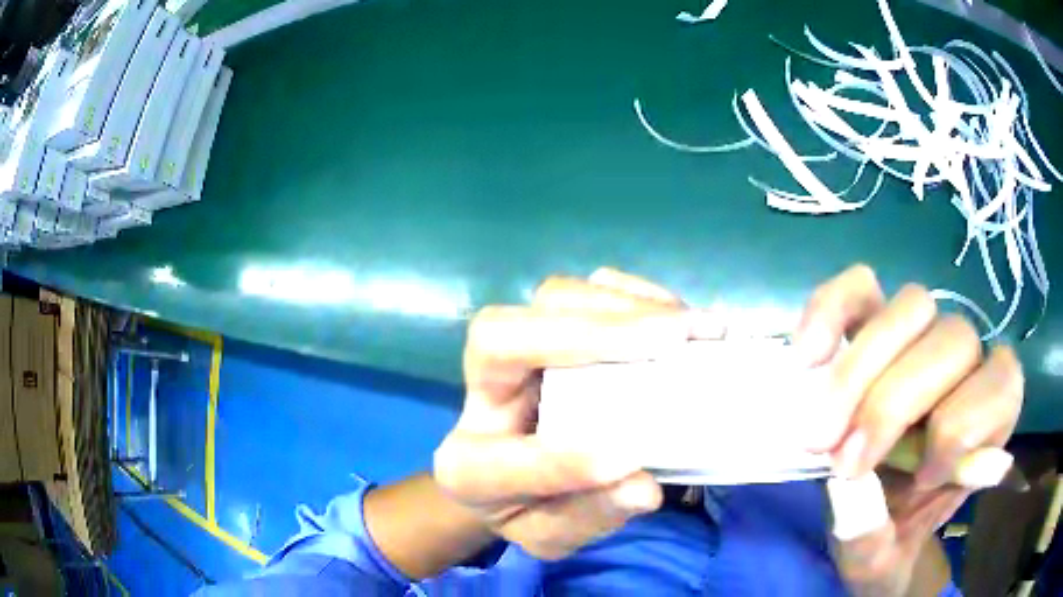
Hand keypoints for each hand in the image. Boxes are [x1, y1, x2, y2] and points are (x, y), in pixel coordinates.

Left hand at [433, 268, 722, 559]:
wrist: (511, 480)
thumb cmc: (530, 510)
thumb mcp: (552, 536)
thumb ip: (589, 517)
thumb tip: (643, 488)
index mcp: (467, 467)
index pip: (495, 460)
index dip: (560, 462)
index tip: (629, 461)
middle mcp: (479, 396)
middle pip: (500, 337)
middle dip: (589, 334)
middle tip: (672, 339)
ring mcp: (511, 353)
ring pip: (547, 300)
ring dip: (621, 306)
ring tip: (685, 326)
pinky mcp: (544, 328)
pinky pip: (580, 292)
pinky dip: (629, 294)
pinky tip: (670, 311)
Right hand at [794, 265, 1023, 594]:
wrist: (866, 513)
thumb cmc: (888, 534)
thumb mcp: (882, 557)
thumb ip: (874, 540)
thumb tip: (851, 493)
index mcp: (989, 418)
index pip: (1001, 383)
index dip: (962, 427)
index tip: (919, 478)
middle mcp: (966, 362)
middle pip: (951, 340)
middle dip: (893, 405)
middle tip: (842, 462)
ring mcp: (919, 335)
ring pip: (910, 307)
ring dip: (859, 372)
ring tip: (819, 430)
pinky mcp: (874, 322)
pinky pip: (860, 289)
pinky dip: (832, 312)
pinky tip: (807, 357)